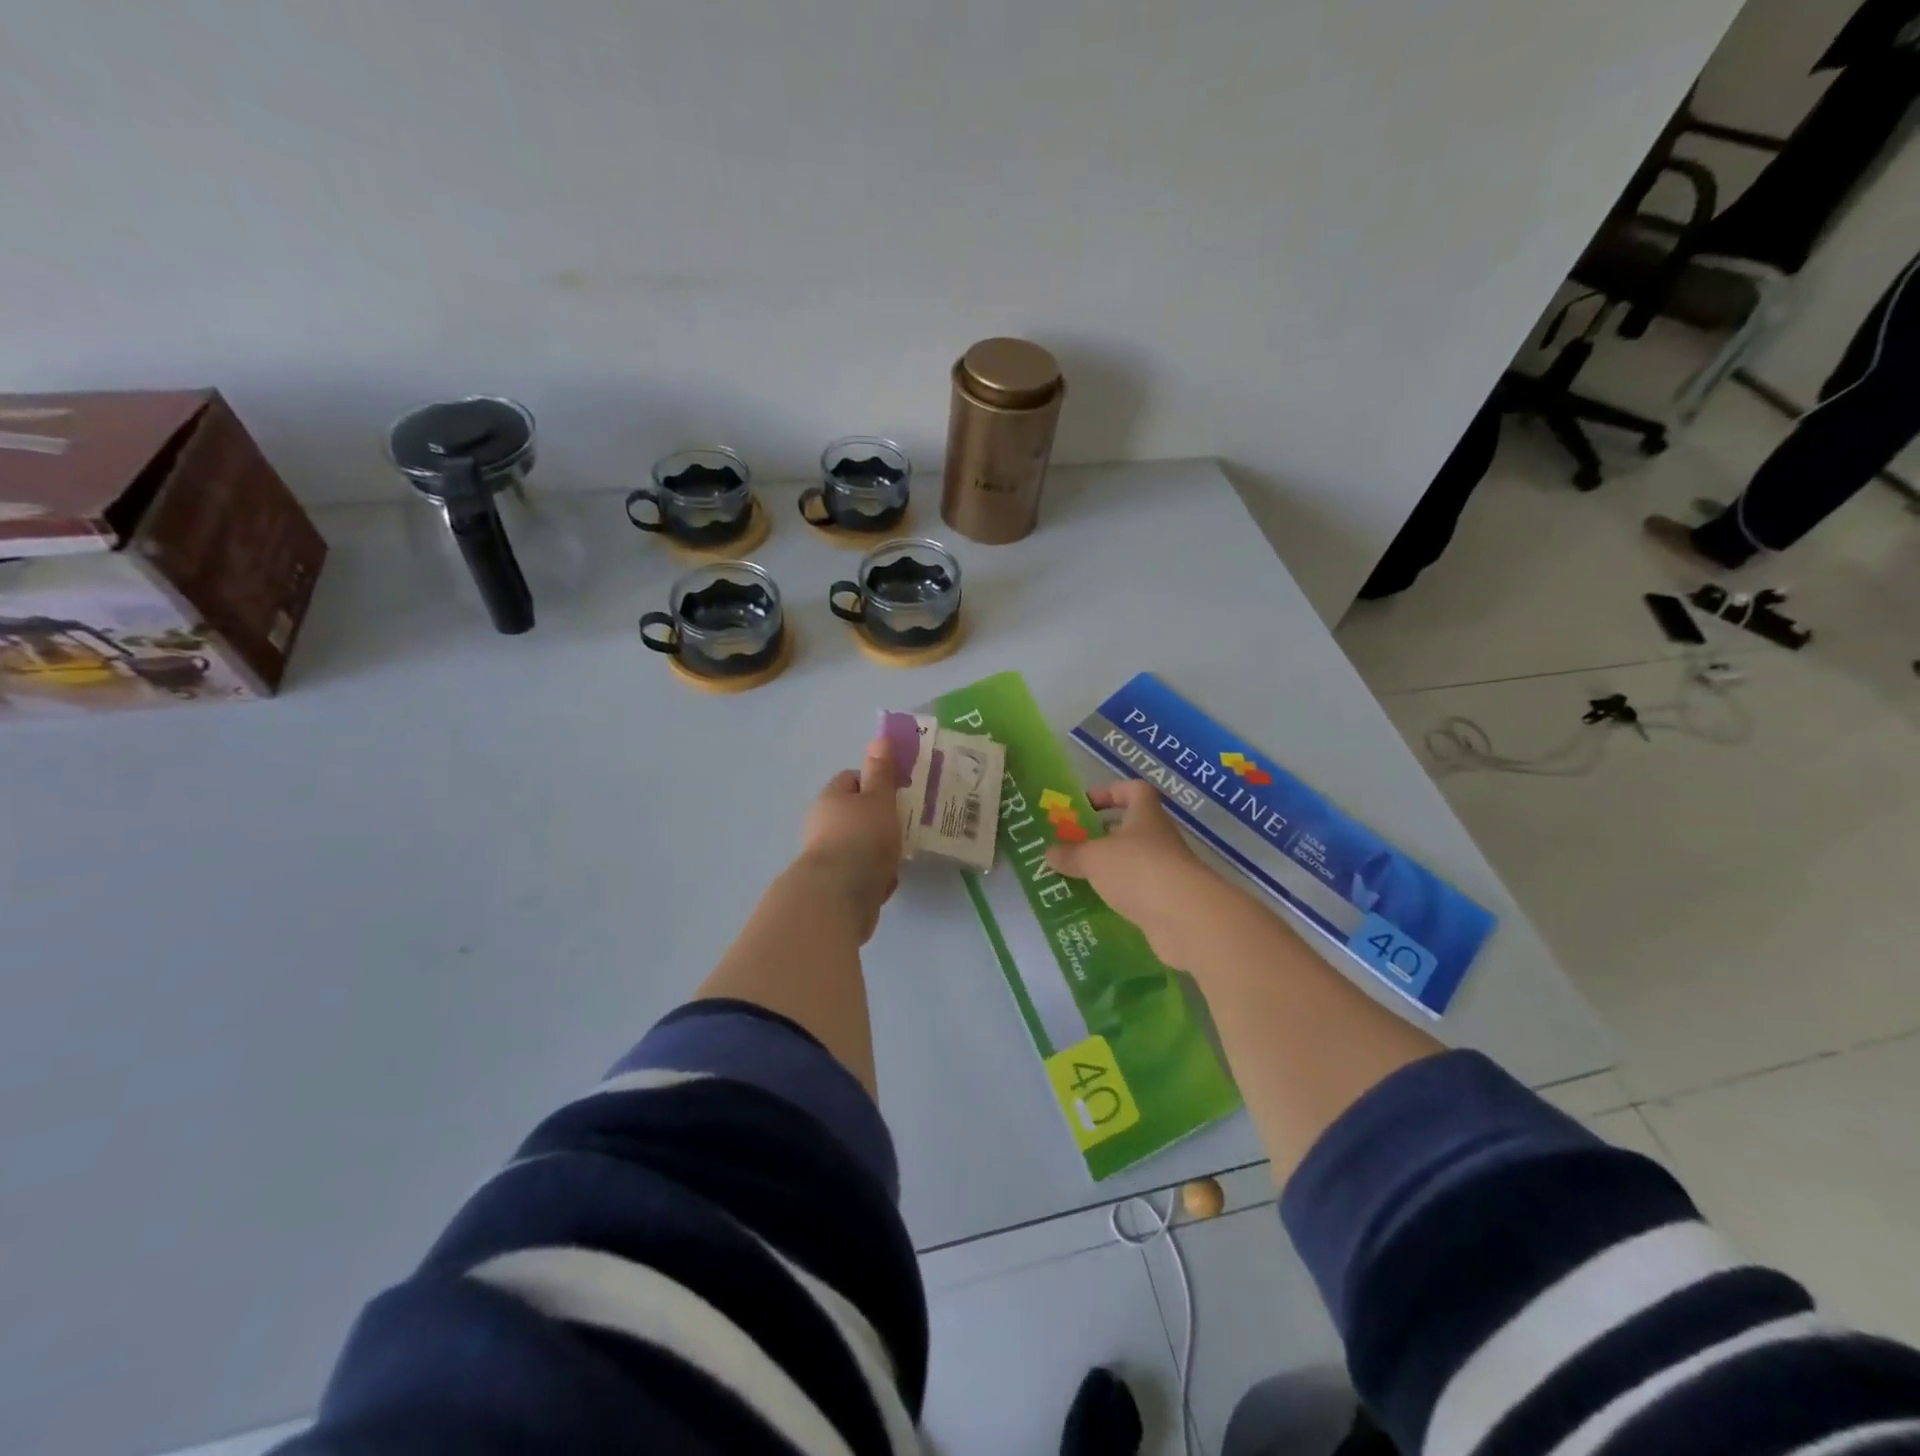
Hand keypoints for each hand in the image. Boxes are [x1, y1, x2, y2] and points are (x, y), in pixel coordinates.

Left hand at [797, 736, 901, 939]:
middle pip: (856, 814)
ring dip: (878, 851)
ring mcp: (826, 855)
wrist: (838, 897)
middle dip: (880, 820)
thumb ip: (882, 772)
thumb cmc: (862, 838)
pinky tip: (886, 882)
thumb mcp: (879, 799)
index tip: (898, 792)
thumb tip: (880, 737)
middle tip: (905, 824)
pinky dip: (873, 876)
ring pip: (859, 845)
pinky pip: (859, 873)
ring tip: (901, 856)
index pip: (852, 779)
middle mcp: (823, 823)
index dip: (876, 782)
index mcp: (831, 798)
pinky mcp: (833, 884)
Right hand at [1046, 780, 1244, 969]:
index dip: (1110, 792)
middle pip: (1130, 827)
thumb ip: (1071, 854)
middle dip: (1102, 834)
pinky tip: (1095, 903)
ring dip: (1107, 867)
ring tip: (1076, 876)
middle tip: (1072, 844)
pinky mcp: (1165, 901)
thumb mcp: (1093, 857)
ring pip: (1132, 862)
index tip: (1085, 805)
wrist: (1184, 917)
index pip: (1133, 790)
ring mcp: (1165, 871)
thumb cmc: (1137, 869)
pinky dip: (1117, 895)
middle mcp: (1158, 838)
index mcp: (1145, 815)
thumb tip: (1049, 853)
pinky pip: (1136, 892)